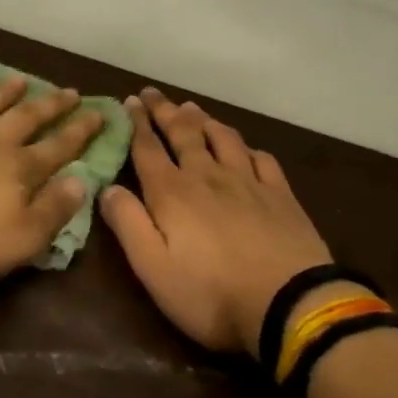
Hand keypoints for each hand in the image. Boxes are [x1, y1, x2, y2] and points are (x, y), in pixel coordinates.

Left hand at [0, 78, 104, 287]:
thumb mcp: (21, 239)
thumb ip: (53, 211)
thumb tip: (82, 182)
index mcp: (17, 170)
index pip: (57, 148)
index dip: (80, 132)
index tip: (99, 113)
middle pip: (24, 119)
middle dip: (49, 106)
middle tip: (69, 91)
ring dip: (0, 93)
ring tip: (18, 79)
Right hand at [99, 88, 332, 358]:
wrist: (290, 304)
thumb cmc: (211, 294)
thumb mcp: (153, 268)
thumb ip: (128, 224)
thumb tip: (107, 188)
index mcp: (172, 194)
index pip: (148, 149)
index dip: (136, 124)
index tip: (129, 101)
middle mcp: (208, 177)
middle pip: (184, 134)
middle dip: (165, 112)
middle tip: (153, 93)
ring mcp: (248, 183)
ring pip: (223, 139)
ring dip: (204, 121)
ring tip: (193, 109)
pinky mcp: (281, 195)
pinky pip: (261, 159)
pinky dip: (247, 147)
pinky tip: (244, 148)